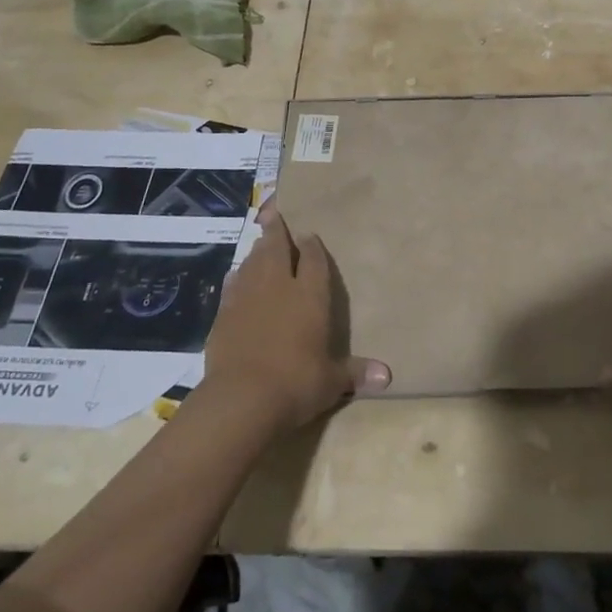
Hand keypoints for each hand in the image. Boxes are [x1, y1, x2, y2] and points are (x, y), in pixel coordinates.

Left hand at [199, 204, 391, 434]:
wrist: (242, 398)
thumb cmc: (296, 384)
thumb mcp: (331, 382)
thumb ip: (355, 373)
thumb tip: (388, 377)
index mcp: (310, 295)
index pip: (313, 259)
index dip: (312, 245)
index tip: (309, 234)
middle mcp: (279, 286)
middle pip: (277, 248)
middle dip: (277, 230)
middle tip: (273, 213)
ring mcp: (247, 297)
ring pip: (253, 262)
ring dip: (258, 250)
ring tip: (260, 242)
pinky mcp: (223, 314)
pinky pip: (232, 285)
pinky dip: (237, 277)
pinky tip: (236, 276)